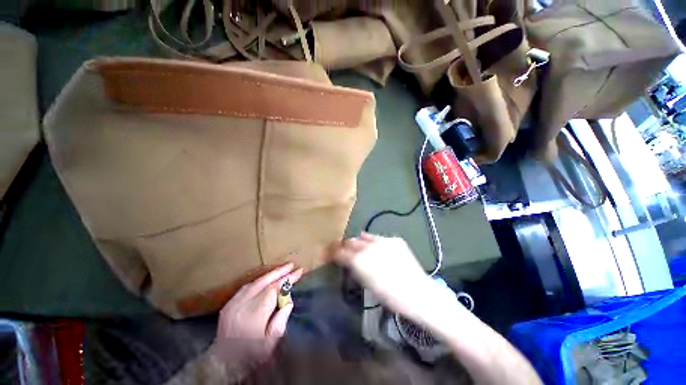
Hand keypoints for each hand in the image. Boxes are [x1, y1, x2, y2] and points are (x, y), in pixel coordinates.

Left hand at [210, 263, 302, 369]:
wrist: (222, 365)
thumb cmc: (251, 356)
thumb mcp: (271, 344)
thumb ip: (281, 320)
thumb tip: (288, 300)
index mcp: (255, 314)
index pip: (275, 289)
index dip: (287, 279)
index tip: (299, 271)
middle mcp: (243, 305)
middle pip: (264, 281)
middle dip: (280, 271)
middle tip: (292, 265)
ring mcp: (233, 303)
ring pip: (255, 282)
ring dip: (270, 274)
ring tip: (282, 269)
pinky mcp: (228, 305)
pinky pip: (246, 287)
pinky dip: (258, 281)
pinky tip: (266, 279)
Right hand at [332, 233, 444, 322]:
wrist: (418, 293)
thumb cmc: (390, 296)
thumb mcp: (367, 284)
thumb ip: (355, 269)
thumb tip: (347, 260)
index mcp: (360, 261)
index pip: (341, 252)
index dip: (334, 252)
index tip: (330, 252)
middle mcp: (369, 247)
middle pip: (352, 242)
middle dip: (346, 245)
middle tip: (344, 249)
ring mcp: (383, 241)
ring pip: (365, 237)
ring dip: (360, 242)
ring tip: (359, 245)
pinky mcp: (395, 240)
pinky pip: (379, 238)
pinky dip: (375, 242)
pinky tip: (376, 247)